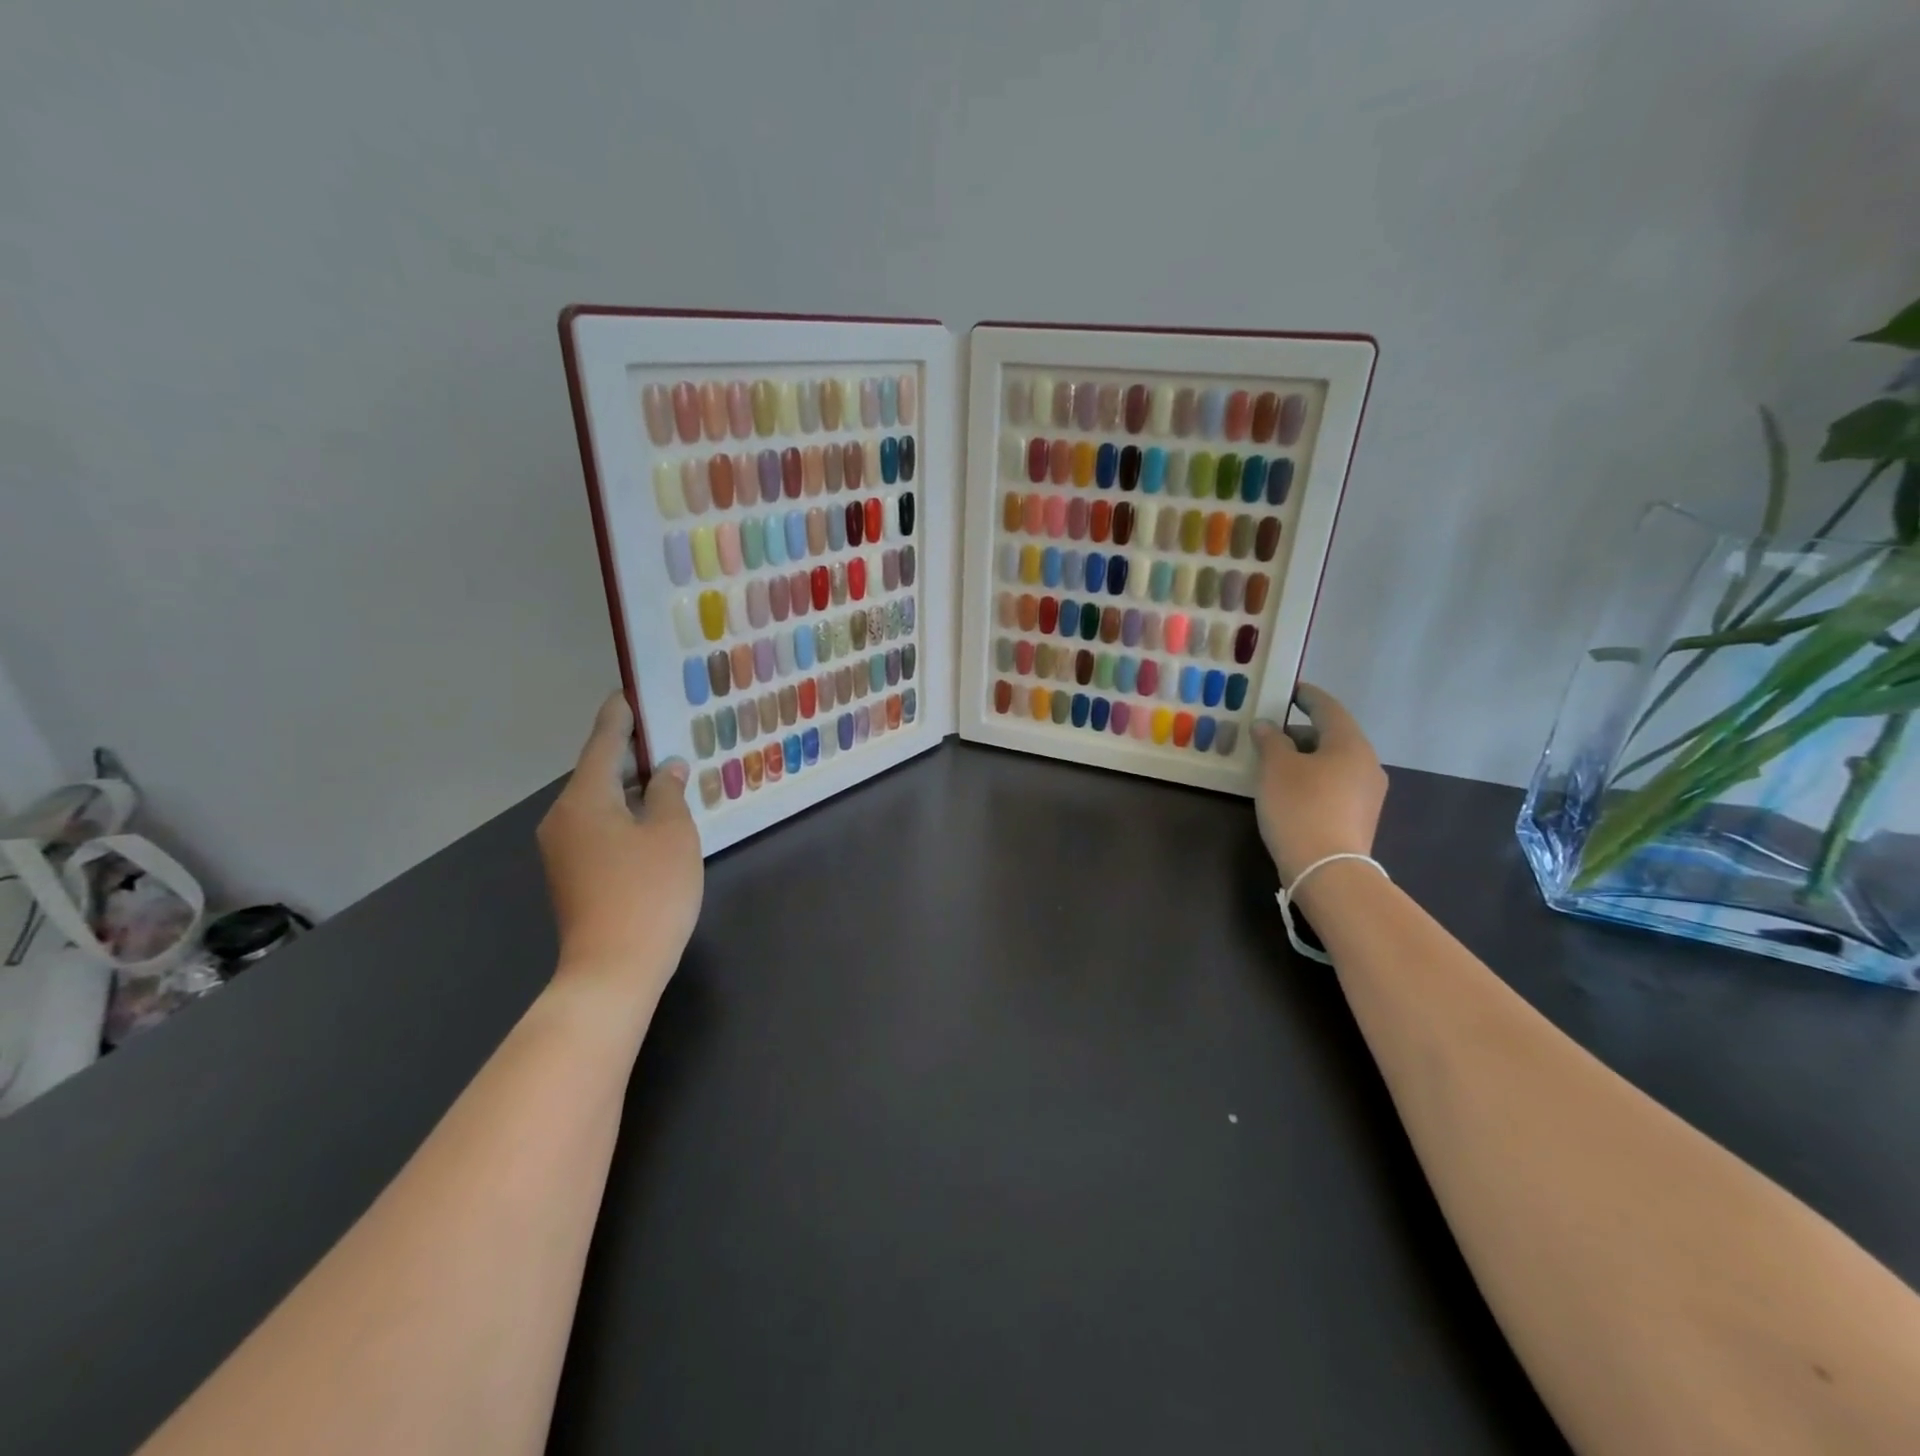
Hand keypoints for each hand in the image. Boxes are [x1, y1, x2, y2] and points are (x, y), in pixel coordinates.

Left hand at [537, 694, 703, 1007]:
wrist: (612, 970)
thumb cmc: (649, 892)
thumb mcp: (672, 833)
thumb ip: (669, 792)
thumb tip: (667, 769)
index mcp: (584, 799)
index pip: (604, 742)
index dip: (620, 716)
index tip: (630, 692)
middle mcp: (563, 817)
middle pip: (598, 771)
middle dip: (631, 752)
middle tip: (666, 732)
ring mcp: (563, 849)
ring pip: (600, 802)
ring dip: (630, 786)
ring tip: (668, 771)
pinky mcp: (571, 874)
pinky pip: (599, 826)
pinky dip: (624, 813)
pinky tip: (653, 816)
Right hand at [1250, 684, 1387, 884]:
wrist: (1328, 871)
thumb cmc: (1300, 807)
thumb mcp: (1276, 768)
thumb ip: (1270, 740)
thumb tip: (1267, 726)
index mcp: (1350, 743)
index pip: (1327, 707)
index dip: (1306, 696)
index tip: (1288, 690)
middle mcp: (1367, 763)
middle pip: (1331, 736)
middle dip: (1299, 732)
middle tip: (1268, 735)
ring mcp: (1367, 793)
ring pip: (1332, 762)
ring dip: (1304, 758)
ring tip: (1273, 766)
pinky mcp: (1360, 817)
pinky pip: (1334, 785)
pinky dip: (1312, 779)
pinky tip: (1289, 792)